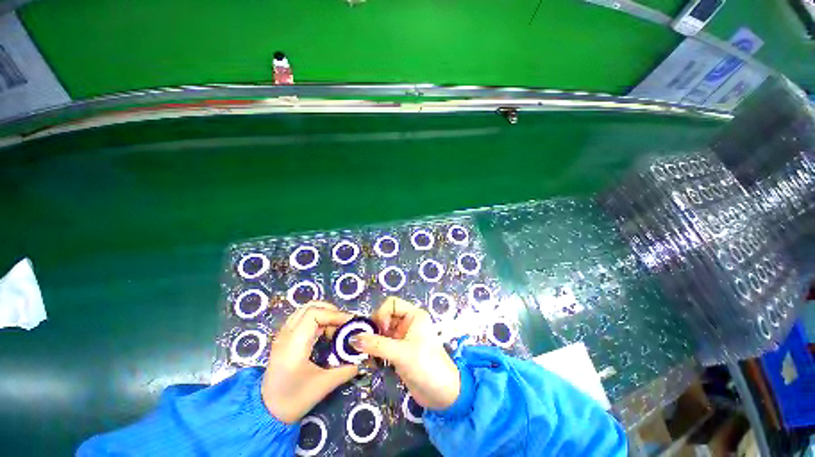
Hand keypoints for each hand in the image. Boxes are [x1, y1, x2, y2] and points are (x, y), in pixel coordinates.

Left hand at [261, 302, 358, 422]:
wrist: (266, 413)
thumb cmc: (293, 400)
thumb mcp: (323, 386)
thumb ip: (346, 369)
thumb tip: (363, 358)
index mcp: (294, 344)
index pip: (314, 313)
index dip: (335, 314)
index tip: (350, 323)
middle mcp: (286, 334)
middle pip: (310, 306)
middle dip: (331, 311)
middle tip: (344, 324)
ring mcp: (283, 335)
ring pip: (306, 310)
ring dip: (324, 314)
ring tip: (335, 329)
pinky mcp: (284, 338)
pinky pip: (302, 318)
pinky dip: (317, 319)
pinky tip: (325, 334)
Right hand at [350, 297, 460, 410]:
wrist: (442, 394)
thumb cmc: (426, 366)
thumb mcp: (401, 353)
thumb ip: (376, 345)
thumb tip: (353, 338)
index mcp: (414, 315)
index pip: (392, 304)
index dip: (382, 314)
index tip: (381, 331)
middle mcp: (408, 323)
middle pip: (385, 317)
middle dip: (374, 329)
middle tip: (367, 345)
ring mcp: (403, 337)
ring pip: (382, 332)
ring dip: (372, 342)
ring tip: (368, 356)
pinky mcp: (399, 351)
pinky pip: (382, 345)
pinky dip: (375, 351)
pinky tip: (372, 362)